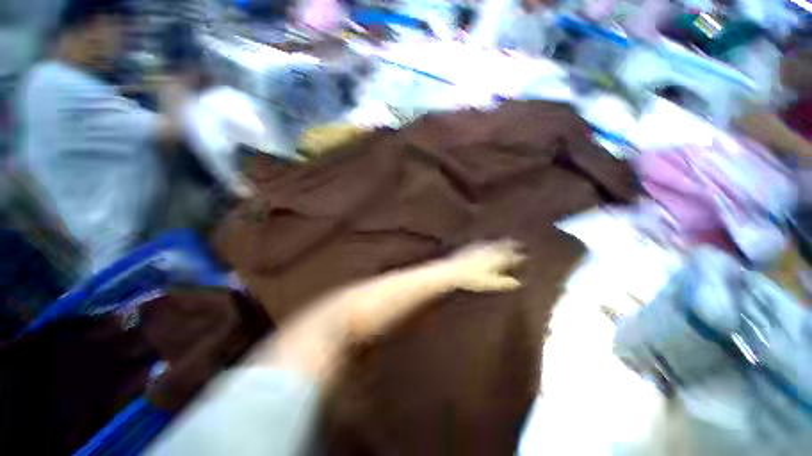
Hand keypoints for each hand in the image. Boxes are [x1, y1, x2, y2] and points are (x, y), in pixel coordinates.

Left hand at [442, 240, 525, 291]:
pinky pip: (488, 241)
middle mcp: (492, 249)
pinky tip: (492, 243)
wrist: (454, 269)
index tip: (528, 257)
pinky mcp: (474, 244)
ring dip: (505, 241)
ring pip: (498, 241)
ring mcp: (483, 245)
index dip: (522, 257)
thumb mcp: (491, 283)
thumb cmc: (473, 279)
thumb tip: (519, 282)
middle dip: (515, 244)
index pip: (515, 256)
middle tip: (522, 245)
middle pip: (507, 244)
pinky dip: (493, 242)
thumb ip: (506, 282)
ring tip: (510, 241)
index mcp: (499, 258)